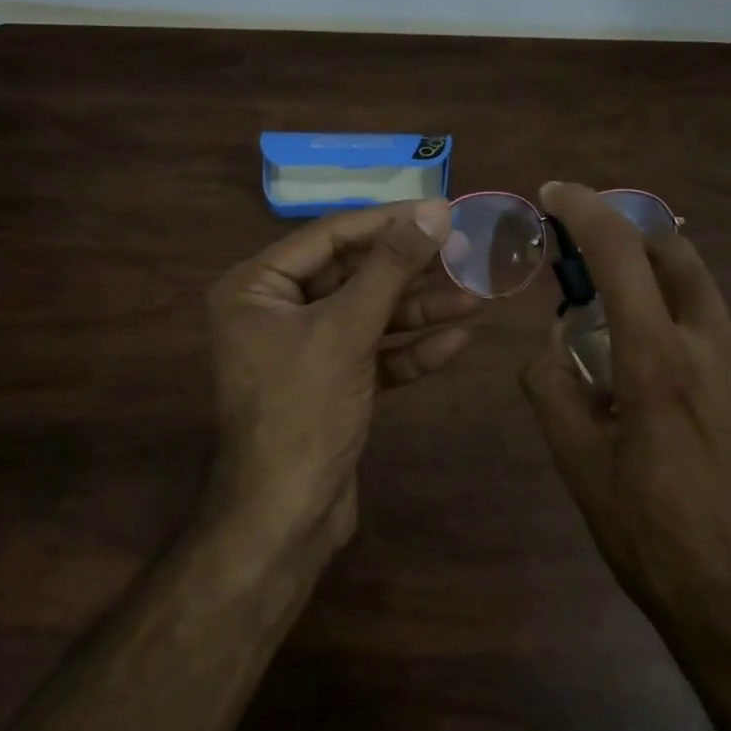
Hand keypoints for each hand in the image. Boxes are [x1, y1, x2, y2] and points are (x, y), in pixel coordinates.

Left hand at [205, 200, 479, 549]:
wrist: (286, 520)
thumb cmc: (303, 411)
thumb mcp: (346, 330)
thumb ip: (390, 267)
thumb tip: (434, 210)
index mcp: (256, 287)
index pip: (330, 236)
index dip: (388, 222)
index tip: (441, 211)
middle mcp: (275, 311)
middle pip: (353, 275)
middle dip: (409, 271)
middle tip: (464, 252)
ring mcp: (304, 350)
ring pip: (368, 316)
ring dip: (419, 310)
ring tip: (474, 297)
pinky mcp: (330, 384)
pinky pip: (373, 354)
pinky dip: (410, 350)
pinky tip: (457, 342)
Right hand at [519, 182, 730, 645]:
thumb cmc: (655, 540)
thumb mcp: (579, 468)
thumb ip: (551, 389)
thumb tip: (551, 345)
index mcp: (660, 362)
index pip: (619, 254)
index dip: (585, 209)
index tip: (557, 193)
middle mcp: (723, 348)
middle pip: (677, 254)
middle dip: (633, 239)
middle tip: (601, 265)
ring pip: (707, 311)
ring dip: (667, 315)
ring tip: (650, 380)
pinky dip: (706, 359)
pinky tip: (703, 421)